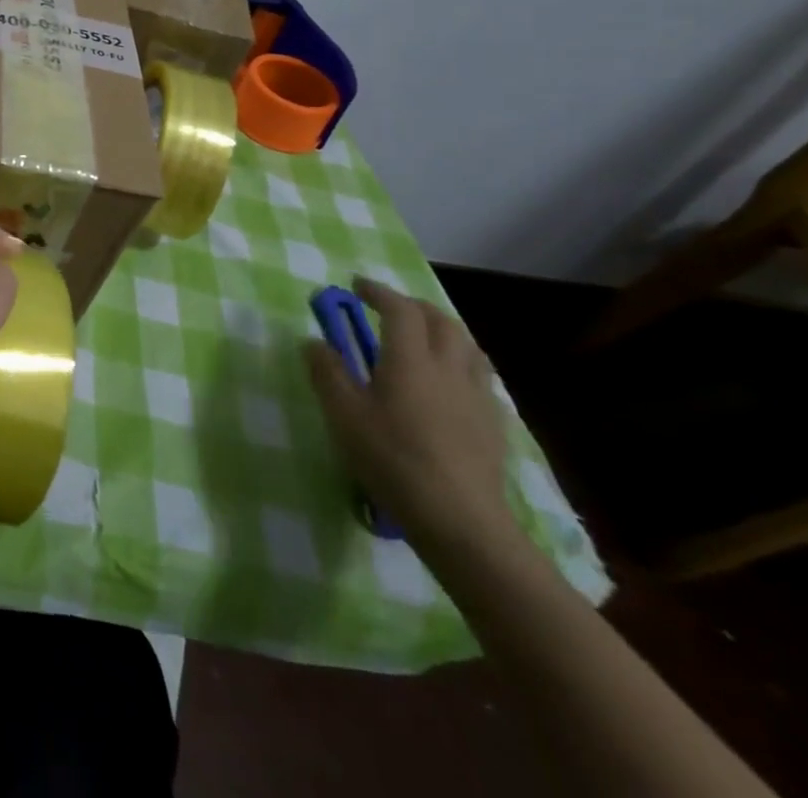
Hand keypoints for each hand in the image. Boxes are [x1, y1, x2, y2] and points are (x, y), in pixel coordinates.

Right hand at [304, 277, 516, 552]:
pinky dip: (462, 364)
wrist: (460, 521)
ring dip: (443, 330)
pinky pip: (481, 377)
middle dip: (414, 306)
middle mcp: (448, 367)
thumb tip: (314, 342)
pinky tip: (452, 384)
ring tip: (423, 338)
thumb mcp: (344, 416)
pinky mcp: (493, 424)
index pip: (399, 309)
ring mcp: (477, 396)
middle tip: (389, 308)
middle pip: (440, 320)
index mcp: (410, 359)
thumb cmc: (393, 460)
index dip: (378, 292)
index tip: (357, 286)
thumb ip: (327, 373)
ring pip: (468, 346)